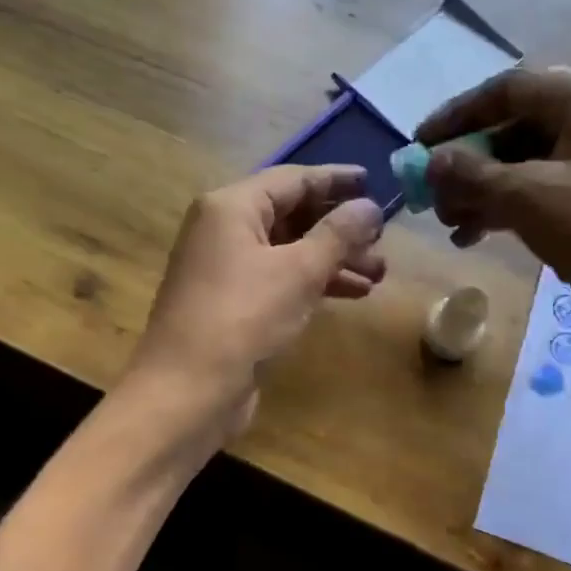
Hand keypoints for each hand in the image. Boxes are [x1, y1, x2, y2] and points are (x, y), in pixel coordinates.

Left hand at [124, 164, 386, 440]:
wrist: (188, 390)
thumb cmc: (243, 318)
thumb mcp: (299, 271)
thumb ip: (338, 234)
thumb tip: (370, 206)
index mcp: (231, 208)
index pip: (292, 179)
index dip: (335, 179)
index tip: (374, 182)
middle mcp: (223, 231)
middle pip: (290, 215)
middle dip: (339, 228)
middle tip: (382, 240)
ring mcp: (225, 270)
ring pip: (288, 252)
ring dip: (333, 260)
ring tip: (378, 274)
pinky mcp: (232, 305)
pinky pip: (279, 280)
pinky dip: (313, 283)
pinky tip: (351, 294)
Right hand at [417, 68, 570, 412]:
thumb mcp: (529, 196)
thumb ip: (473, 174)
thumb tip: (432, 161)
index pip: (510, 90)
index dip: (459, 114)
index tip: (420, 143)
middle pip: (512, 130)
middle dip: (466, 163)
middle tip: (431, 192)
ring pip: (519, 167)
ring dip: (477, 191)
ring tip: (447, 222)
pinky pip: (532, 196)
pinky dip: (498, 211)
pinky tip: (469, 236)